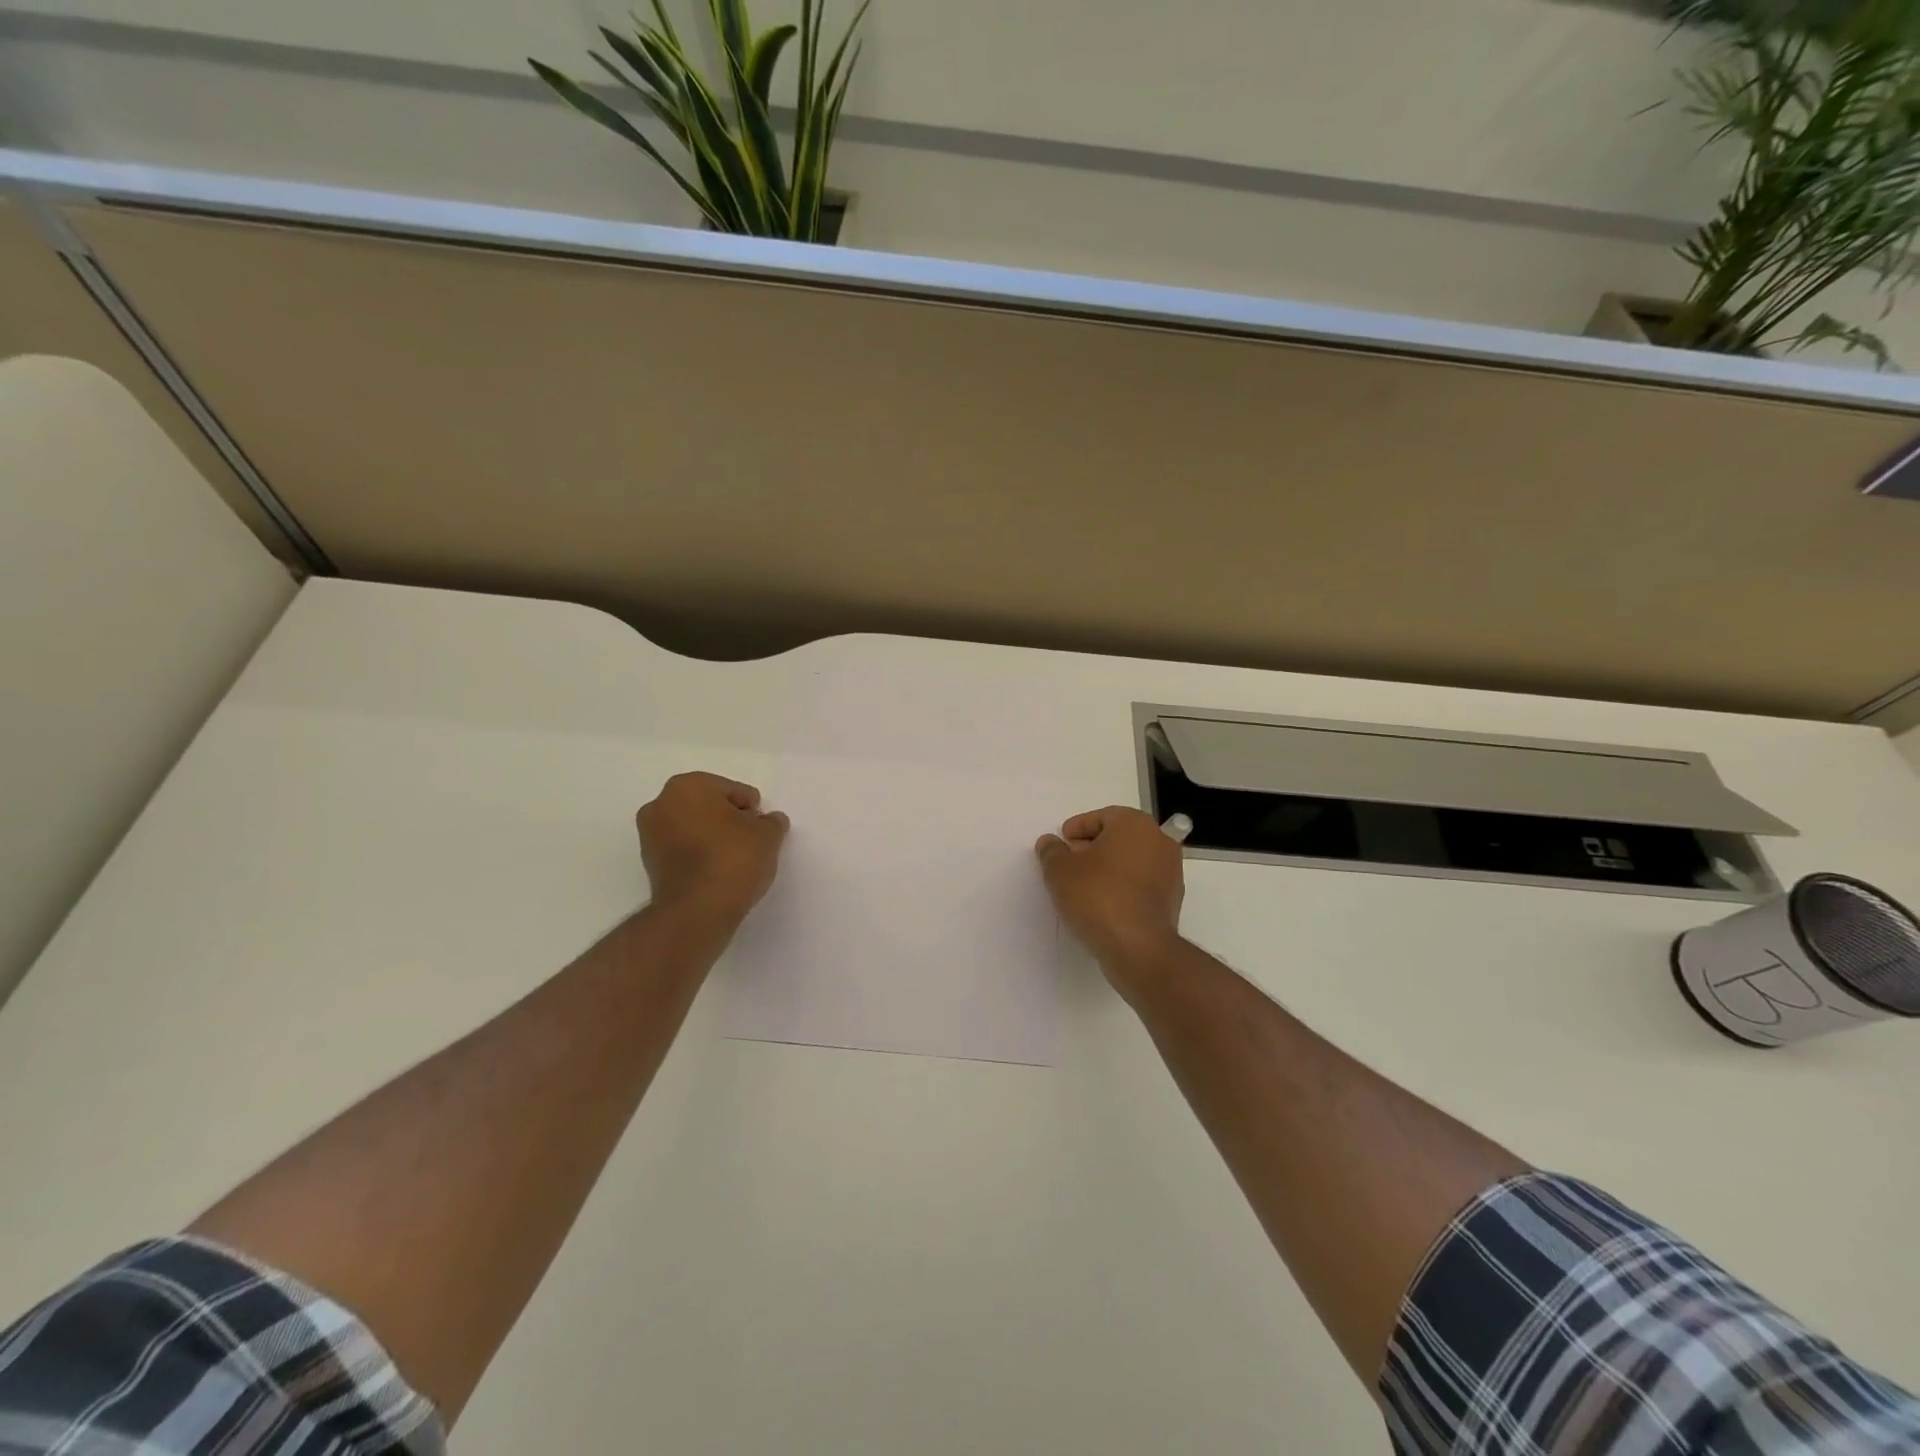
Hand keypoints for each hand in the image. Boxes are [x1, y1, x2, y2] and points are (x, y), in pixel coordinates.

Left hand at [638, 772, 789, 921]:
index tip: (760, 831)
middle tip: (750, 843)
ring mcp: (649, 835)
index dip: (752, 810)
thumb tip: (770, 821)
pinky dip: (699, 855)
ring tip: (734, 860)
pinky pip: (683, 849)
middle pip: (709, 806)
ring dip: (712, 837)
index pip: (733, 791)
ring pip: (693, 827)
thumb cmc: (733, 859)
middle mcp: (661, 804)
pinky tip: (717, 872)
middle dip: (729, 820)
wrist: (697, 910)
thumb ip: (771, 822)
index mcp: (688, 786)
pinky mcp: (649, 864)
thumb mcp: (767, 835)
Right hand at [1035, 807, 1184, 984]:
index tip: (1061, 845)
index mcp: (1135, 824)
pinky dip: (1122, 888)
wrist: (1138, 947)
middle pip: (1118, 837)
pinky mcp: (1172, 901)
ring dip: (1108, 869)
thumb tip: (1050, 843)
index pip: (1101, 817)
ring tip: (1083, 888)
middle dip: (1092, 848)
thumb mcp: (1060, 871)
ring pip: (1131, 861)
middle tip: (1069, 865)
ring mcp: (1171, 872)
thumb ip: (1052, 852)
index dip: (1077, 829)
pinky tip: (1102, 905)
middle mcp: (1159, 841)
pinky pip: (1141, 885)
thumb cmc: (1097, 896)